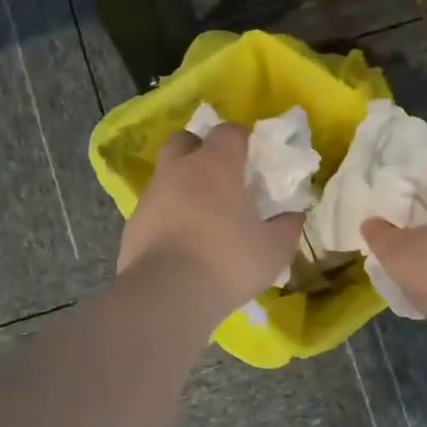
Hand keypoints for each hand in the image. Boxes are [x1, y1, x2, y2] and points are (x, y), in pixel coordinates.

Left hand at [117, 126, 303, 315]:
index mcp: (215, 165)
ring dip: (181, 184)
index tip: (253, 157)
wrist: (166, 295)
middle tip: (219, 176)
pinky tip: (180, 241)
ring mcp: (151, 195)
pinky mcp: (132, 223)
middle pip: (184, 140)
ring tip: (201, 214)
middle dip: (200, 149)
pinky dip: (166, 215)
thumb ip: (287, 227)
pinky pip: (153, 208)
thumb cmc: (227, 262)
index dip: (242, 139)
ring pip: (165, 174)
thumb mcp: (273, 250)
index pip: (228, 131)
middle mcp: (178, 170)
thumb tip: (293, 215)